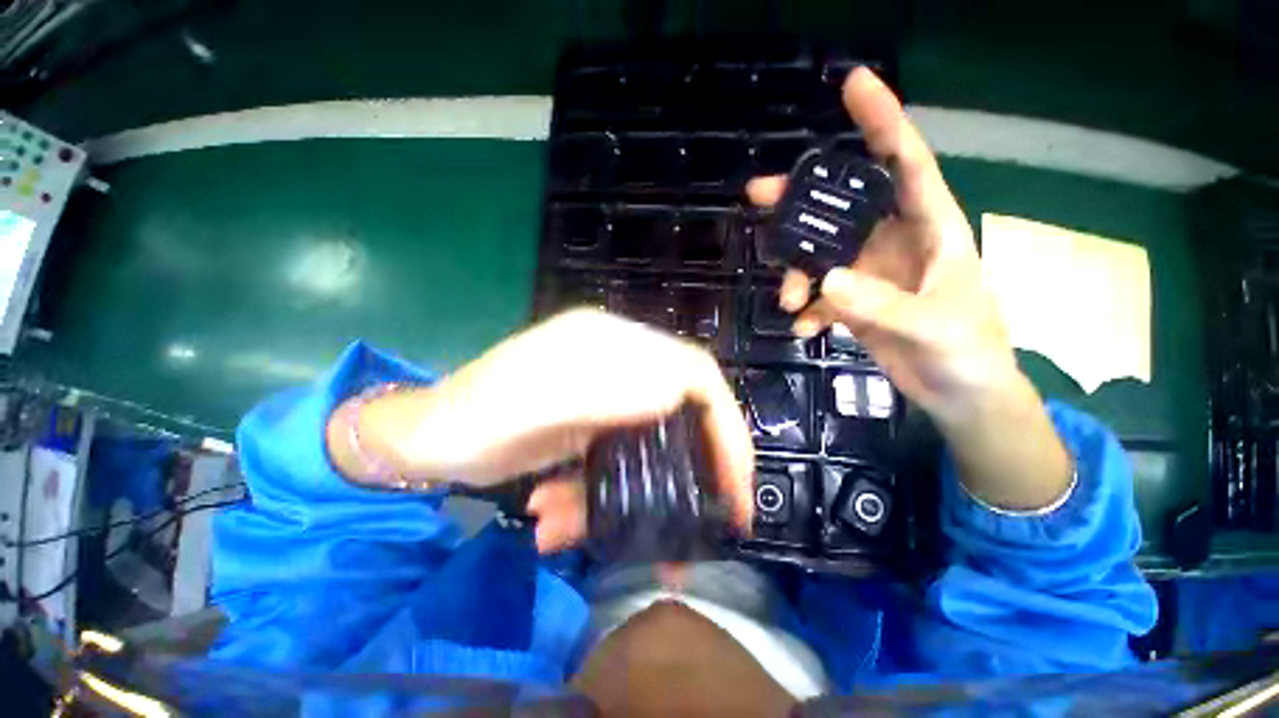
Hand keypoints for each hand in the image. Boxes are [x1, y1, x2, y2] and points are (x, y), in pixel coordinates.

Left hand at [330, 309, 753, 550]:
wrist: (426, 442)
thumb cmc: (474, 419)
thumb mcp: (541, 401)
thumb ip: (609, 391)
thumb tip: (676, 393)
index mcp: (611, 344)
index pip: (692, 371)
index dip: (723, 421)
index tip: (735, 479)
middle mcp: (617, 364)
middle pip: (683, 410)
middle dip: (700, 465)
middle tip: (712, 520)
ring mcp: (604, 397)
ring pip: (650, 445)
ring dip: (631, 496)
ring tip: (588, 532)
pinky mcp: (590, 427)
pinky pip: (618, 463)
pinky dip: (594, 500)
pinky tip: (554, 517)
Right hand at [748, 68, 1014, 423]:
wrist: (959, 393)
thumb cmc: (967, 351)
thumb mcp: (931, 324)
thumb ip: (879, 303)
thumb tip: (826, 280)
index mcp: (929, 227)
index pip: (905, 162)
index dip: (882, 120)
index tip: (854, 83)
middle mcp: (894, 241)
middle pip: (842, 206)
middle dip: (801, 200)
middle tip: (758, 195)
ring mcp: (870, 272)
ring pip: (820, 254)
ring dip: (796, 273)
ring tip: (789, 301)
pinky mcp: (854, 301)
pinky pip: (819, 294)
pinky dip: (808, 309)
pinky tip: (806, 328)